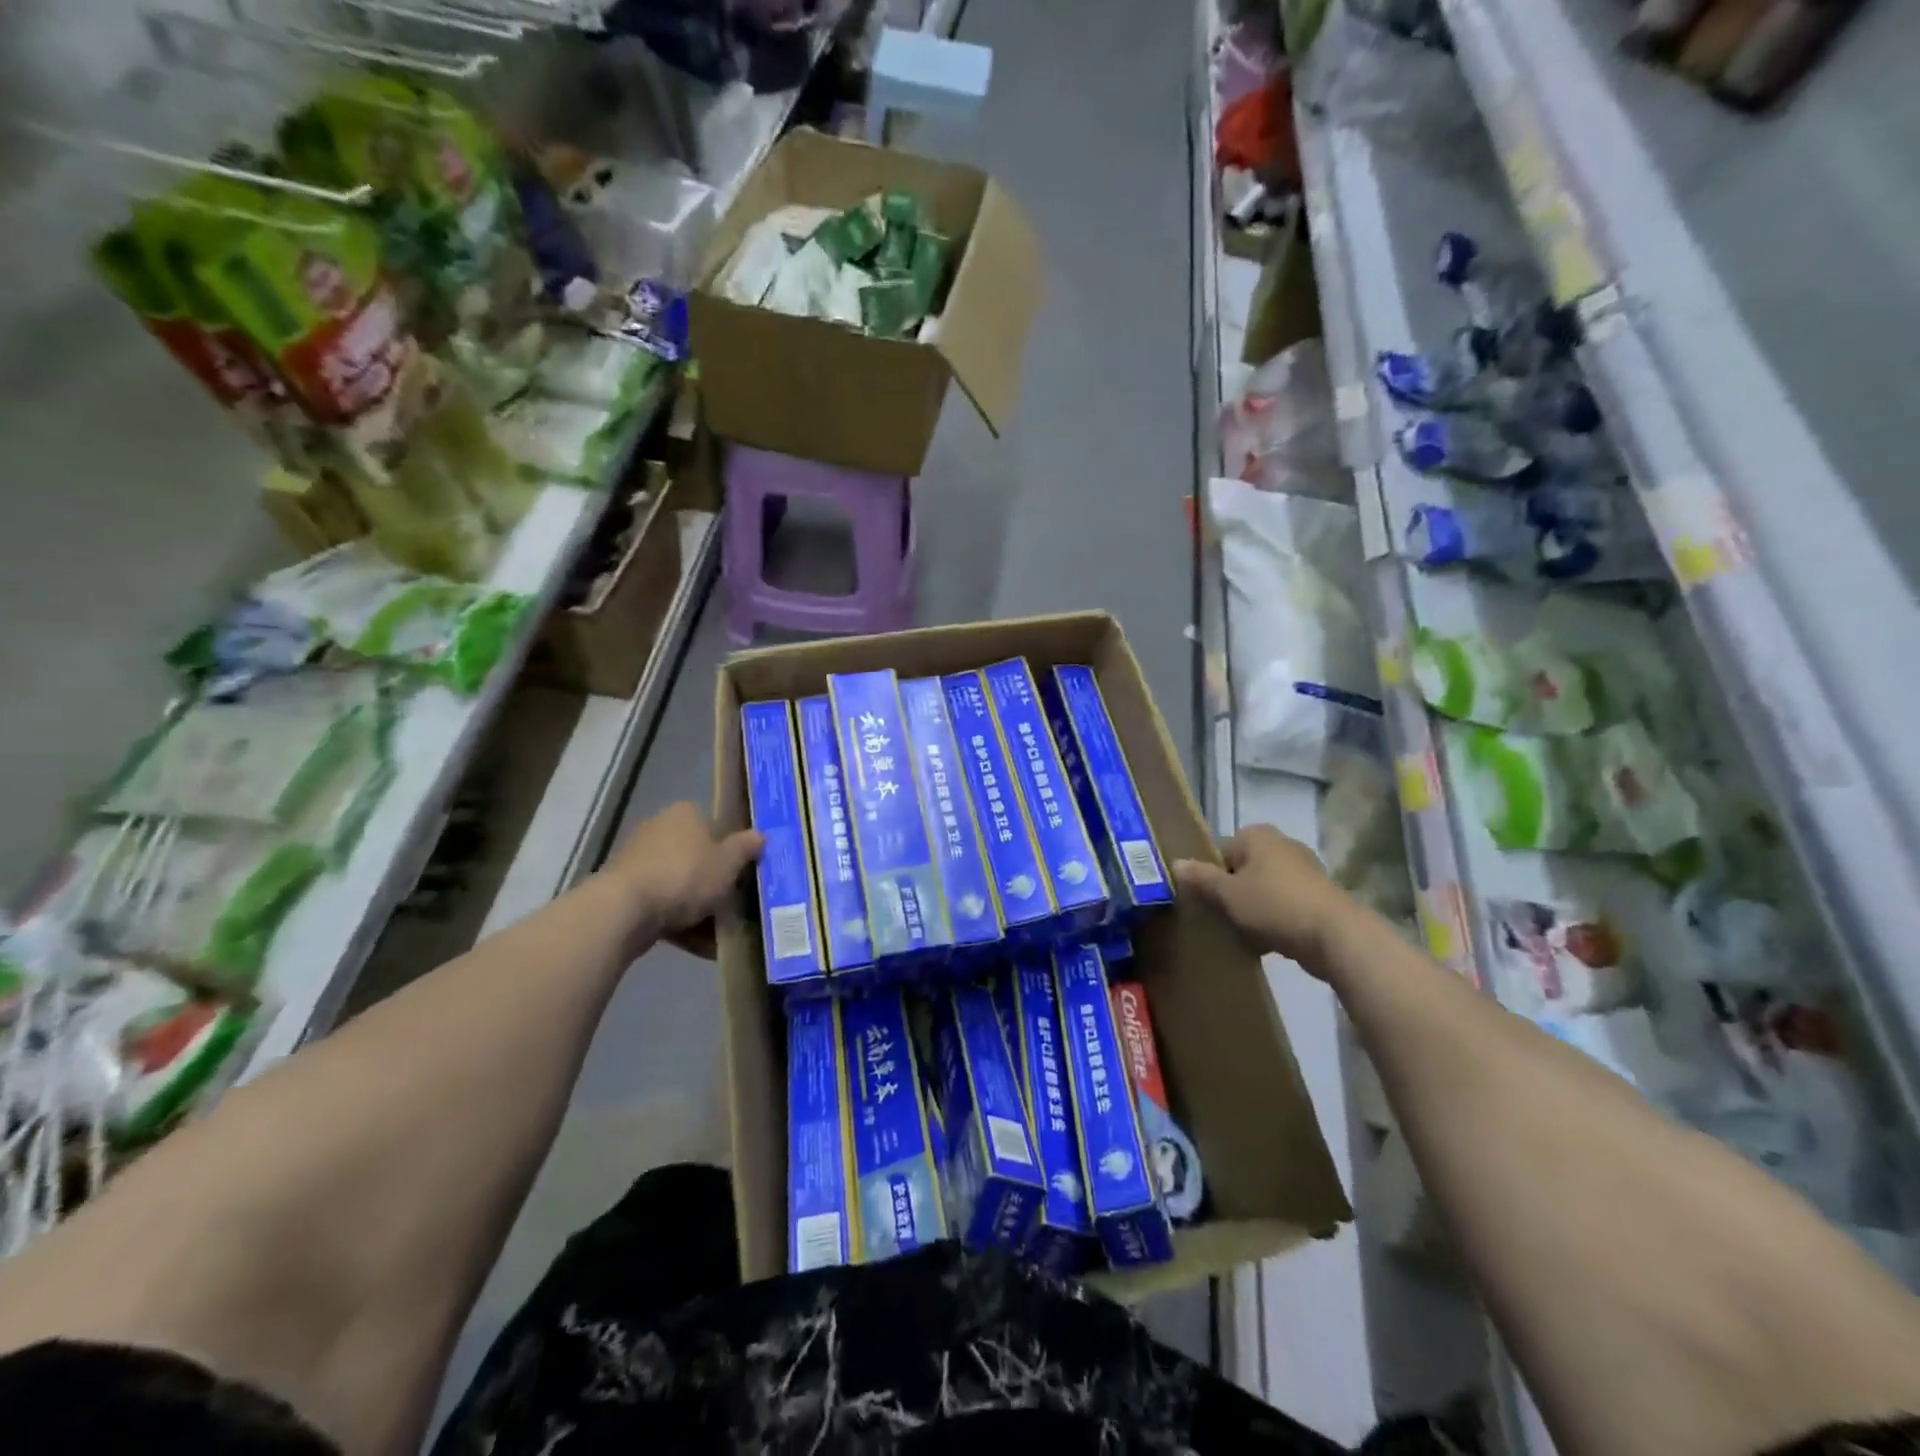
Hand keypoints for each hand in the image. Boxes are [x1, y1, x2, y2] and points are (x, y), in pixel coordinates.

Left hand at [603, 802, 761, 957]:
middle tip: (734, 905)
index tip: (744, 873)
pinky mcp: (624, 890)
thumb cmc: (684, 875)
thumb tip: (761, 835)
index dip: (732, 849)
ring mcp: (638, 860)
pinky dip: (679, 922)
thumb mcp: (728, 863)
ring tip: (719, 933)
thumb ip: (746, 848)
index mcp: (685, 814)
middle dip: (714, 881)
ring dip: (697, 906)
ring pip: (679, 883)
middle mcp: (659, 828)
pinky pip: (661, 904)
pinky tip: (698, 946)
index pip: (715, 825)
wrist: (624, 910)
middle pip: (696, 856)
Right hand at [1172, 824, 1352, 973]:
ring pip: (1263, 889)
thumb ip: (1201, 878)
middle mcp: (1281, 844)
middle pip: (1242, 869)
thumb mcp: (1227, 893)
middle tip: (1219, 918)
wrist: (1334, 935)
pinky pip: (1284, 905)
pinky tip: (1266, 942)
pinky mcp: (1319, 896)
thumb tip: (1175, 863)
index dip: (1208, 876)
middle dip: (1230, 893)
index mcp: (1257, 835)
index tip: (1204, 901)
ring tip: (1241, 934)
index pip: (1219, 851)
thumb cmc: (1273, 905)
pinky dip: (1273, 919)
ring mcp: (1304, 870)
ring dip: (1251, 909)